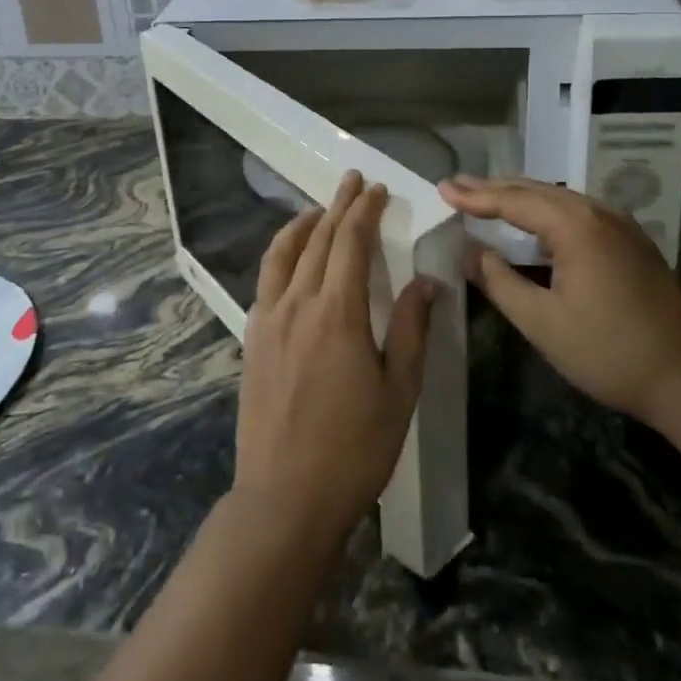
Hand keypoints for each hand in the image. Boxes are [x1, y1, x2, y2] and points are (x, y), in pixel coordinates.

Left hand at [233, 172, 437, 545]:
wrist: (284, 498)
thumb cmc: (353, 449)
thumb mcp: (398, 391)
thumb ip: (412, 329)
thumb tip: (428, 282)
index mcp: (337, 312)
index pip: (350, 242)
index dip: (365, 210)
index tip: (376, 189)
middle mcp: (297, 303)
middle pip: (317, 238)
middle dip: (338, 205)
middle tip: (352, 181)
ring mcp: (268, 319)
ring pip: (283, 253)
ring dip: (303, 224)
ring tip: (319, 210)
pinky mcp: (252, 339)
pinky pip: (266, 280)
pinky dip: (281, 255)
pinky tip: (291, 261)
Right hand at [438, 174, 680, 427]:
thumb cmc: (609, 352)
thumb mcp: (542, 323)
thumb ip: (499, 282)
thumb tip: (468, 252)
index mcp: (574, 226)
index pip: (513, 200)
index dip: (475, 196)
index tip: (442, 188)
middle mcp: (597, 212)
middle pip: (536, 190)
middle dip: (494, 188)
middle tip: (457, 185)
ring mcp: (619, 224)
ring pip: (558, 197)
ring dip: (520, 196)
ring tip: (486, 196)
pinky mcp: (630, 240)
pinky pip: (577, 211)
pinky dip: (545, 209)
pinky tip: (534, 220)